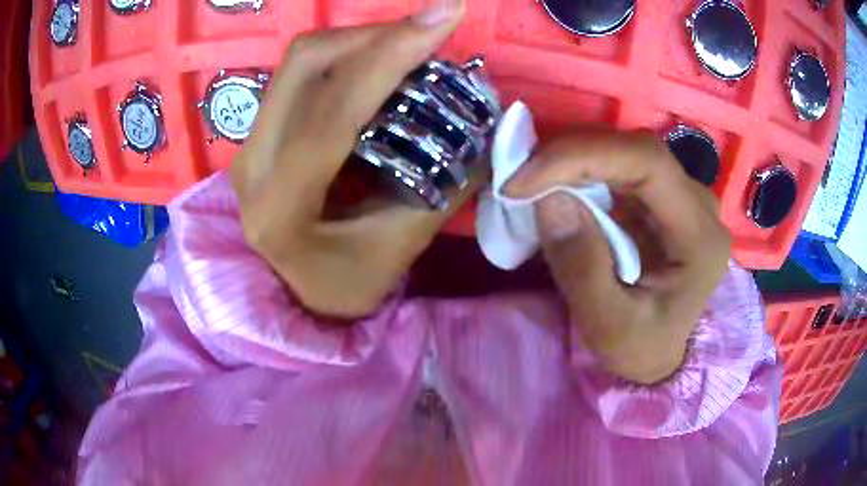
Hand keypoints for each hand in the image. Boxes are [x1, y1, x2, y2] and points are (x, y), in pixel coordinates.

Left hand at [232, 0, 476, 318]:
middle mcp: (252, 165)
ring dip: (361, 42)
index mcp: (280, 206)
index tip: (447, 15)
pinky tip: (379, 68)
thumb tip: (486, 121)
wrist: (295, 297)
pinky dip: (346, 59)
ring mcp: (249, 145)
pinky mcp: (259, 135)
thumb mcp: (400, 248)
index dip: (391, 53)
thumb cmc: (344, 286)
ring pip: (300, 64)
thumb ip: (443, 184)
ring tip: (411, 47)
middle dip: (374, 35)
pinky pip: (300, 77)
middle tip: (429, 31)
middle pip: (305, 64)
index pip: (333, 110)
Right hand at [505, 132, 730, 383]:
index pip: (649, 164)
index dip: (584, 156)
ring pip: (626, 152)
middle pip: (636, 151)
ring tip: (531, 181)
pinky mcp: (662, 199)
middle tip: (520, 177)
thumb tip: (549, 199)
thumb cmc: (640, 348)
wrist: (659, 353)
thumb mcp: (608, 327)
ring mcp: (682, 197)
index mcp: (699, 237)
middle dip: (572, 155)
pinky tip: (558, 186)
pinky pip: (620, 168)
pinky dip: (582, 171)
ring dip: (574, 160)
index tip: (525, 179)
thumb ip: (582, 269)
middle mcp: (698, 204)